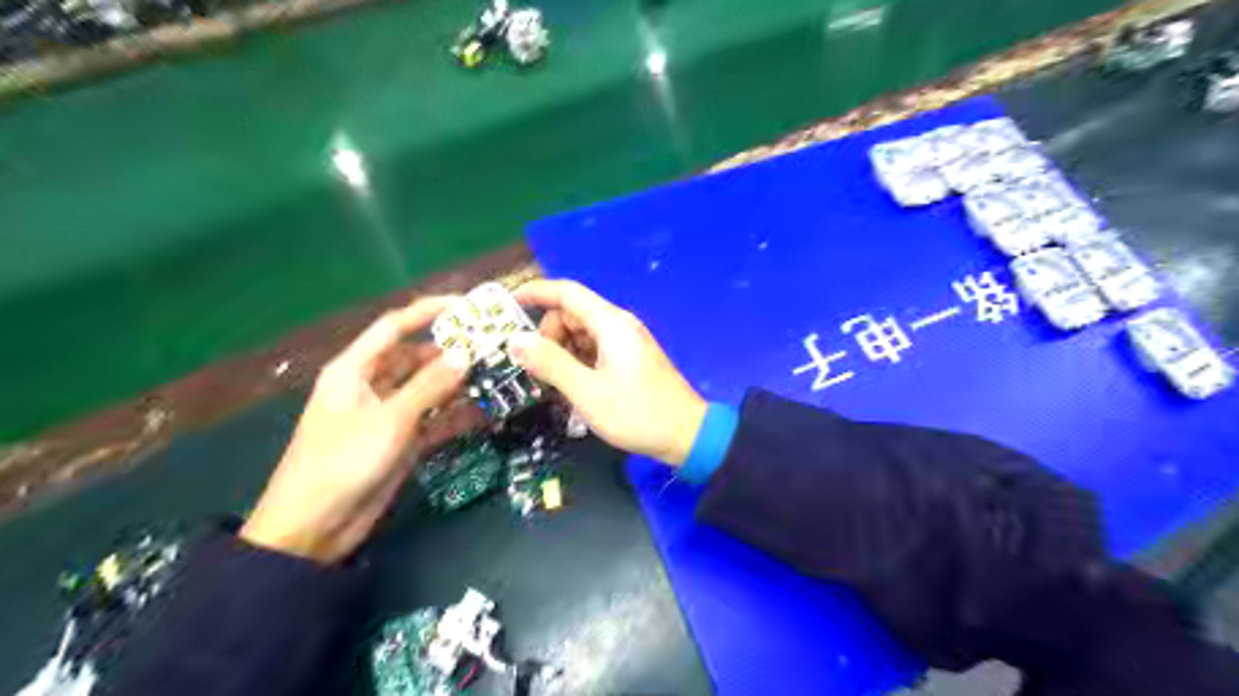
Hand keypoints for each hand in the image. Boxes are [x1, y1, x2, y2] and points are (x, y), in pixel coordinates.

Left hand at [241, 298, 468, 566]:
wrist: (314, 527)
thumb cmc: (342, 462)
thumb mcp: (389, 419)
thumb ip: (430, 386)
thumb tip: (465, 354)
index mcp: (355, 369)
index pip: (395, 326)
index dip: (429, 311)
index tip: (467, 305)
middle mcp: (373, 385)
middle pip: (417, 356)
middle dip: (452, 350)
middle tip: (493, 346)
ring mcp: (389, 413)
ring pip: (429, 387)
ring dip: (458, 382)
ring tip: (496, 374)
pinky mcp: (402, 439)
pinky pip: (434, 418)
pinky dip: (456, 414)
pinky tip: (485, 410)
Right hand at [511, 277, 706, 466]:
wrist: (686, 435)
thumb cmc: (637, 412)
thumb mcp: (587, 391)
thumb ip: (550, 363)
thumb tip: (515, 340)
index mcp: (611, 324)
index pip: (567, 292)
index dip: (536, 292)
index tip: (507, 304)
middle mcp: (618, 326)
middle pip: (571, 315)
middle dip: (549, 337)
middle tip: (539, 372)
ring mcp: (625, 344)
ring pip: (581, 335)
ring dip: (562, 354)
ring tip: (554, 386)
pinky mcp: (629, 361)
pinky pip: (594, 351)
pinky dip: (577, 363)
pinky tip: (573, 390)